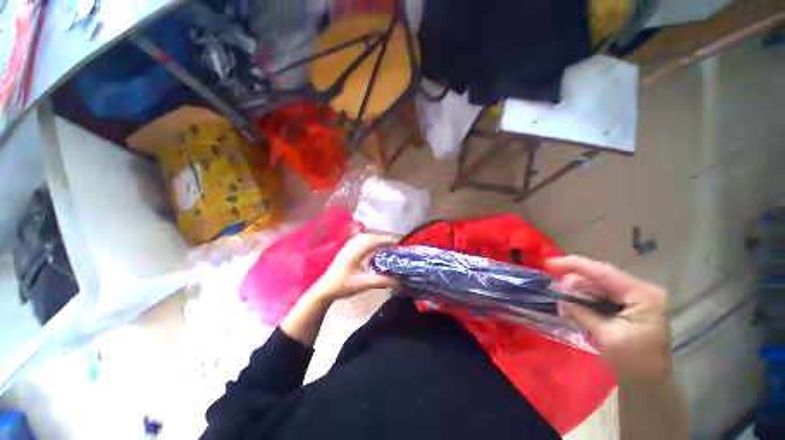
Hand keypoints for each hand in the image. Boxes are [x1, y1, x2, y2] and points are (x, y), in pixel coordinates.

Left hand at [308, 233, 398, 302]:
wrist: (324, 289)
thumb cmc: (343, 286)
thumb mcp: (364, 284)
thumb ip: (382, 281)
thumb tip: (400, 281)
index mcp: (355, 252)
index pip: (373, 241)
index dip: (386, 240)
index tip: (398, 243)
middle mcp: (351, 246)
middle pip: (369, 237)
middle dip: (382, 238)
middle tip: (394, 244)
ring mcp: (347, 247)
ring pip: (363, 237)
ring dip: (375, 238)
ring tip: (385, 244)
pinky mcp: (345, 250)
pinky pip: (359, 240)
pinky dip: (369, 240)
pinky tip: (372, 247)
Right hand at [546, 256, 673, 383]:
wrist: (650, 382)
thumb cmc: (634, 362)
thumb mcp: (607, 337)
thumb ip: (582, 313)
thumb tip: (559, 297)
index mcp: (642, 295)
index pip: (603, 272)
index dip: (573, 265)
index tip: (548, 264)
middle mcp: (640, 289)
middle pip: (598, 276)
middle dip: (575, 283)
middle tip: (557, 295)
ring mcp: (635, 296)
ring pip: (597, 284)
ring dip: (579, 292)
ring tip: (568, 307)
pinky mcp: (629, 303)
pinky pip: (600, 293)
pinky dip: (585, 299)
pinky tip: (578, 309)